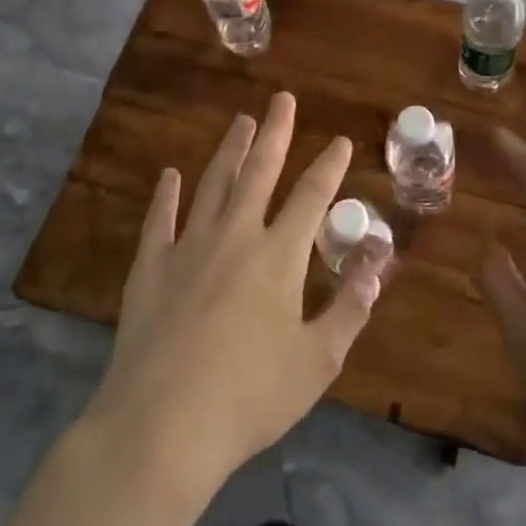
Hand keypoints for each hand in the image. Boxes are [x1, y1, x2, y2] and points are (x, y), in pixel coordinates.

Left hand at [85, 92, 385, 491]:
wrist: (162, 426)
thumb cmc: (249, 398)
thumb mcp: (316, 362)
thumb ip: (348, 311)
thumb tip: (375, 268)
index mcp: (279, 257)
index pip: (311, 197)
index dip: (329, 167)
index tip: (340, 141)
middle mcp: (235, 236)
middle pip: (259, 172)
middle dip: (276, 133)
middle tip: (282, 99)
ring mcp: (188, 247)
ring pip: (213, 184)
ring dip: (230, 151)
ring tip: (241, 122)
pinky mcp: (150, 267)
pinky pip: (159, 220)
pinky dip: (165, 195)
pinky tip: (169, 176)